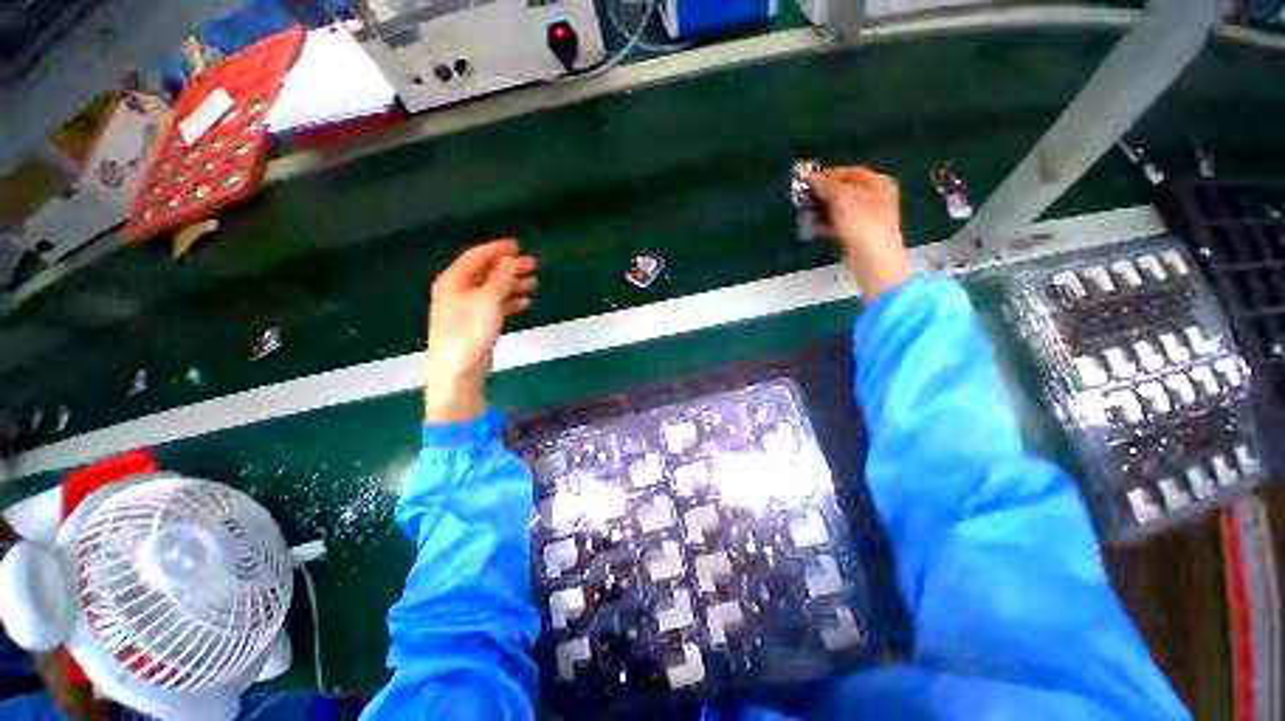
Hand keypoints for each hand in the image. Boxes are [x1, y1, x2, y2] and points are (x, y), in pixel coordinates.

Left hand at [425, 240, 537, 422]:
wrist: (458, 371)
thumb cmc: (469, 332)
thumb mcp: (488, 301)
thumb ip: (501, 279)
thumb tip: (512, 261)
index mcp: (454, 281)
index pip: (477, 256)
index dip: (498, 249)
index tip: (518, 246)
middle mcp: (458, 291)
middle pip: (486, 272)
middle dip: (509, 267)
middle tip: (533, 265)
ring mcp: (467, 309)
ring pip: (493, 289)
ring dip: (512, 285)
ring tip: (534, 284)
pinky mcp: (476, 324)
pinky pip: (495, 306)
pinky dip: (510, 302)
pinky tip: (526, 303)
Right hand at [815, 166, 911, 299]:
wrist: (873, 259)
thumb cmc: (861, 223)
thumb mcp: (842, 198)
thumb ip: (826, 185)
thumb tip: (812, 177)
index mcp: (879, 183)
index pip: (851, 172)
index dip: (829, 174)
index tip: (808, 180)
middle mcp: (876, 197)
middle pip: (845, 190)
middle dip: (823, 193)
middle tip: (804, 197)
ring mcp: (868, 218)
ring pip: (840, 208)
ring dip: (822, 209)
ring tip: (805, 212)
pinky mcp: (858, 235)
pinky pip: (839, 224)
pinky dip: (825, 224)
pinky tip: (812, 227)